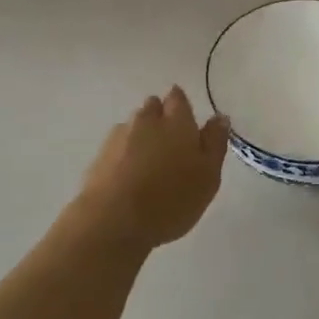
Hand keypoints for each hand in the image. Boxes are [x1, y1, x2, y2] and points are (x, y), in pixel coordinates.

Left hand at [79, 87, 229, 248]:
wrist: (113, 220)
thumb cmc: (171, 198)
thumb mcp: (208, 175)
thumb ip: (215, 143)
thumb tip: (219, 117)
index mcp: (177, 121)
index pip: (178, 98)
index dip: (181, 105)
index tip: (185, 120)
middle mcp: (147, 120)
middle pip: (153, 107)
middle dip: (160, 117)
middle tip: (169, 142)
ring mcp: (119, 136)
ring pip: (133, 125)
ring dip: (140, 135)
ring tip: (148, 162)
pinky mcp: (99, 156)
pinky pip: (116, 146)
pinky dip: (123, 154)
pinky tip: (128, 175)